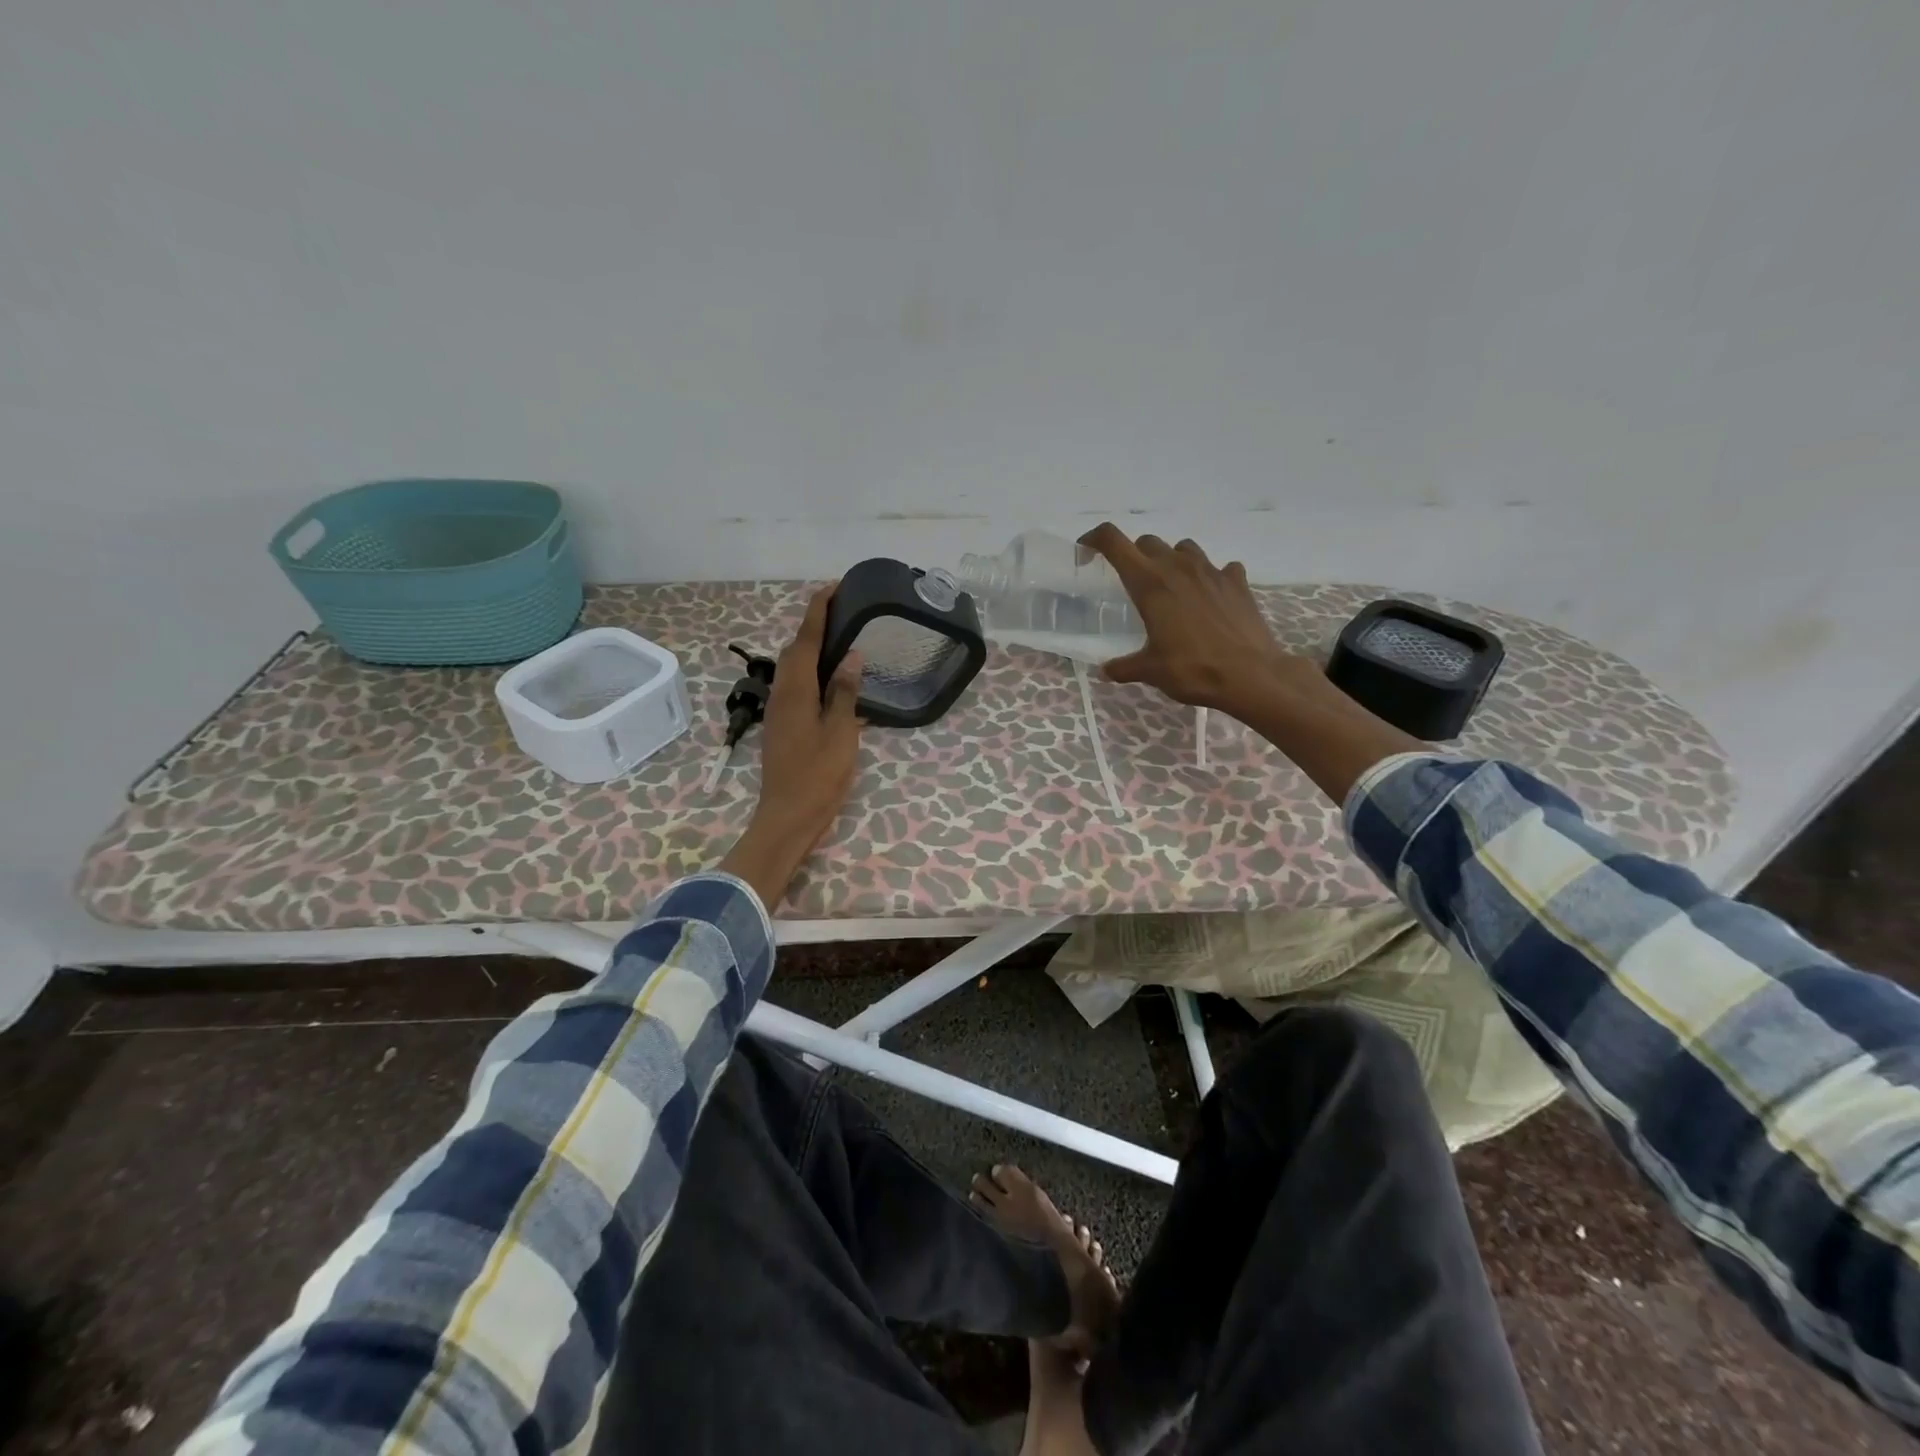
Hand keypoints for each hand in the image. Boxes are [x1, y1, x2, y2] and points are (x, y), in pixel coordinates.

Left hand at [719, 586, 863, 906]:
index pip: (805, 639)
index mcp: (796, 690)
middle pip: (794, 650)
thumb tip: (851, 655)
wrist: (788, 817)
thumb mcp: (841, 733)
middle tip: (844, 613)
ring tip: (842, 641)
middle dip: (814, 626)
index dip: (818, 611)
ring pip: (793, 670)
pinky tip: (834, 682)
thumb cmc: (818, 776)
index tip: (833, 587)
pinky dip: (813, 673)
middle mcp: (783, 694)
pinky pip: (797, 687)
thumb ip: (845, 692)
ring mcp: (780, 712)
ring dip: (812, 649)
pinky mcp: (783, 727)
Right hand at [1082, 523, 1423, 799]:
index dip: (1095, 539)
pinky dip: (1210, 576)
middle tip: (1130, 581)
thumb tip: (1107, 670)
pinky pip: (1219, 567)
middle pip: (1147, 542)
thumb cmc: (1193, 669)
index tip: (1087, 552)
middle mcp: (1178, 568)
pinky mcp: (1237, 582)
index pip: (1114, 542)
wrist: (1251, 675)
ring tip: (1171, 585)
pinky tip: (1209, 596)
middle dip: (1133, 555)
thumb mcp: (1150, 671)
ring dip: (1171, 559)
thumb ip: (1124, 667)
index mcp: (1149, 584)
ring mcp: (1211, 571)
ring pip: (1183, 548)